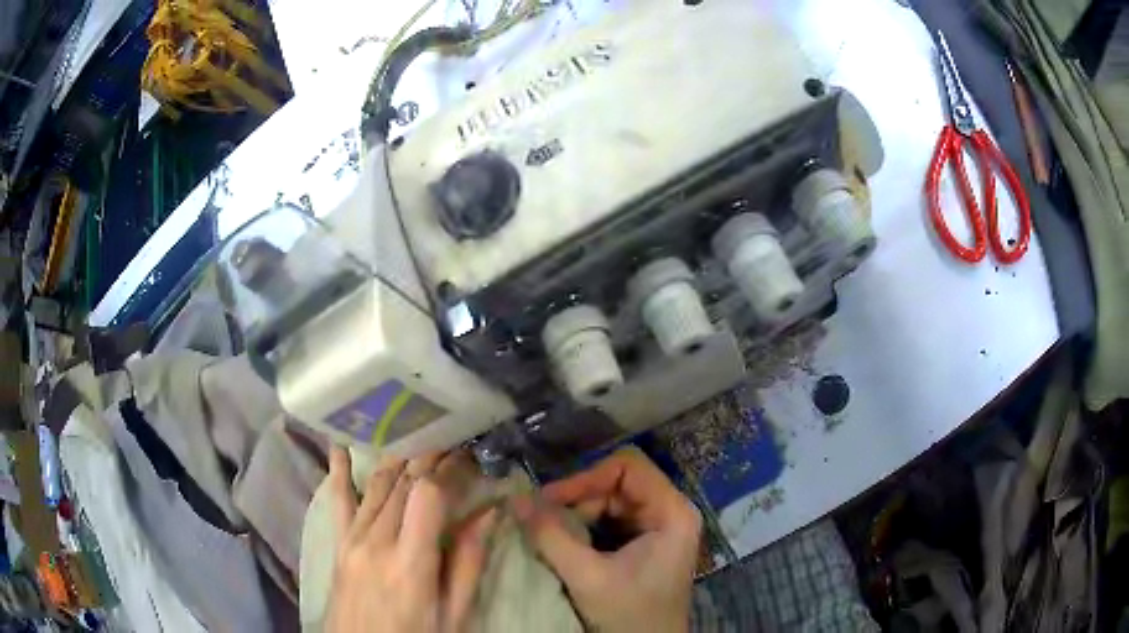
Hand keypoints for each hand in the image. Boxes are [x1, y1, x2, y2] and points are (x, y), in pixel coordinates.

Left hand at [325, 447, 497, 632]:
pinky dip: (339, 469)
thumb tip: (490, 513)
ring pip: (377, 484)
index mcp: (410, 562)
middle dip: (429, 456)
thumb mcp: (454, 614)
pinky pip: (338, 499)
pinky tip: (339, 442)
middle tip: (451, 439)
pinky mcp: (339, 542)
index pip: (427, 495)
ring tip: (420, 435)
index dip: (449, 471)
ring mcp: (352, 539)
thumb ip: (468, 563)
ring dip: (399, 457)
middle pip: (402, 482)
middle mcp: (376, 541)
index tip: (468, 457)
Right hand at [514, 447, 701, 632]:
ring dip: (577, 516)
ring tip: (549, 534)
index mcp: (671, 512)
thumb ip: (550, 536)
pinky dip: (583, 529)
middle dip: (577, 501)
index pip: (628, 467)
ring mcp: (657, 527)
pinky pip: (609, 521)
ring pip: (609, 502)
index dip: (587, 477)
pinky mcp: (643, 542)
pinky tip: (565, 543)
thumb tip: (515, 499)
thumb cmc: (628, 614)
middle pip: (616, 484)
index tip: (550, 499)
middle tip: (541, 520)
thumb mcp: (587, 576)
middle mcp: (669, 511)